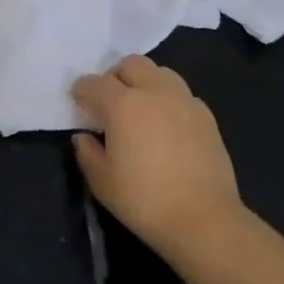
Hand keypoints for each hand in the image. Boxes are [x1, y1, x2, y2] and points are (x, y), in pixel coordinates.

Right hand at [71, 55, 243, 262]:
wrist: (204, 219)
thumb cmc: (144, 200)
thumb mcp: (102, 181)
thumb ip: (87, 152)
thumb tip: (84, 136)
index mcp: (123, 104)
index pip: (95, 83)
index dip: (82, 90)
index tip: (78, 101)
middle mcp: (154, 92)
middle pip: (130, 64)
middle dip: (114, 76)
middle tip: (108, 102)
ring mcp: (184, 100)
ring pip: (159, 72)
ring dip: (143, 82)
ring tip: (139, 108)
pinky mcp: (206, 115)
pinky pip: (180, 93)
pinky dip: (166, 99)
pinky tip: (165, 124)